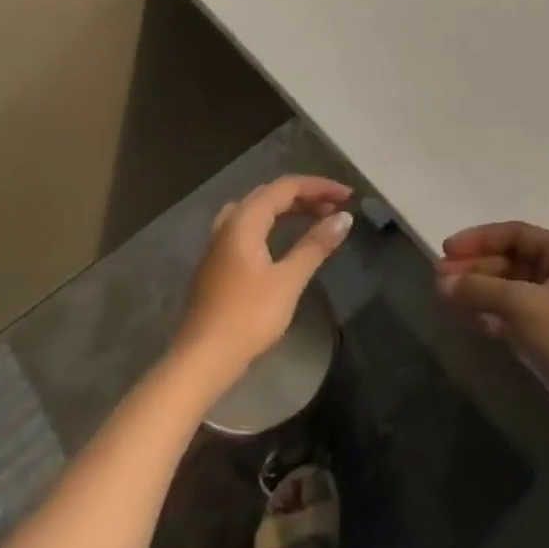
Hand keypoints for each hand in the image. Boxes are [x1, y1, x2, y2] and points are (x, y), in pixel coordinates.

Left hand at [170, 176, 353, 399]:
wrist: (201, 360)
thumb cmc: (247, 317)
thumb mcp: (288, 280)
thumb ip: (315, 245)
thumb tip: (344, 218)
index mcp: (244, 220)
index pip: (286, 187)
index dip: (319, 187)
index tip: (348, 197)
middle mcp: (228, 223)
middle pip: (270, 194)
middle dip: (305, 195)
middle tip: (335, 208)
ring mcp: (218, 243)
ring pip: (257, 210)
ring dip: (287, 208)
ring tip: (314, 217)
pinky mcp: (217, 262)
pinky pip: (248, 226)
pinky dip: (272, 223)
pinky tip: (282, 240)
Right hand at [435, 221, 548, 415]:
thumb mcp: (523, 304)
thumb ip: (480, 289)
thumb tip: (443, 282)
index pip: (516, 234)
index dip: (480, 238)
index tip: (447, 250)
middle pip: (510, 263)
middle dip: (474, 268)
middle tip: (438, 278)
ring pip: (508, 292)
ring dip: (478, 292)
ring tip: (443, 298)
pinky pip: (512, 319)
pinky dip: (489, 317)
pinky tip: (466, 321)